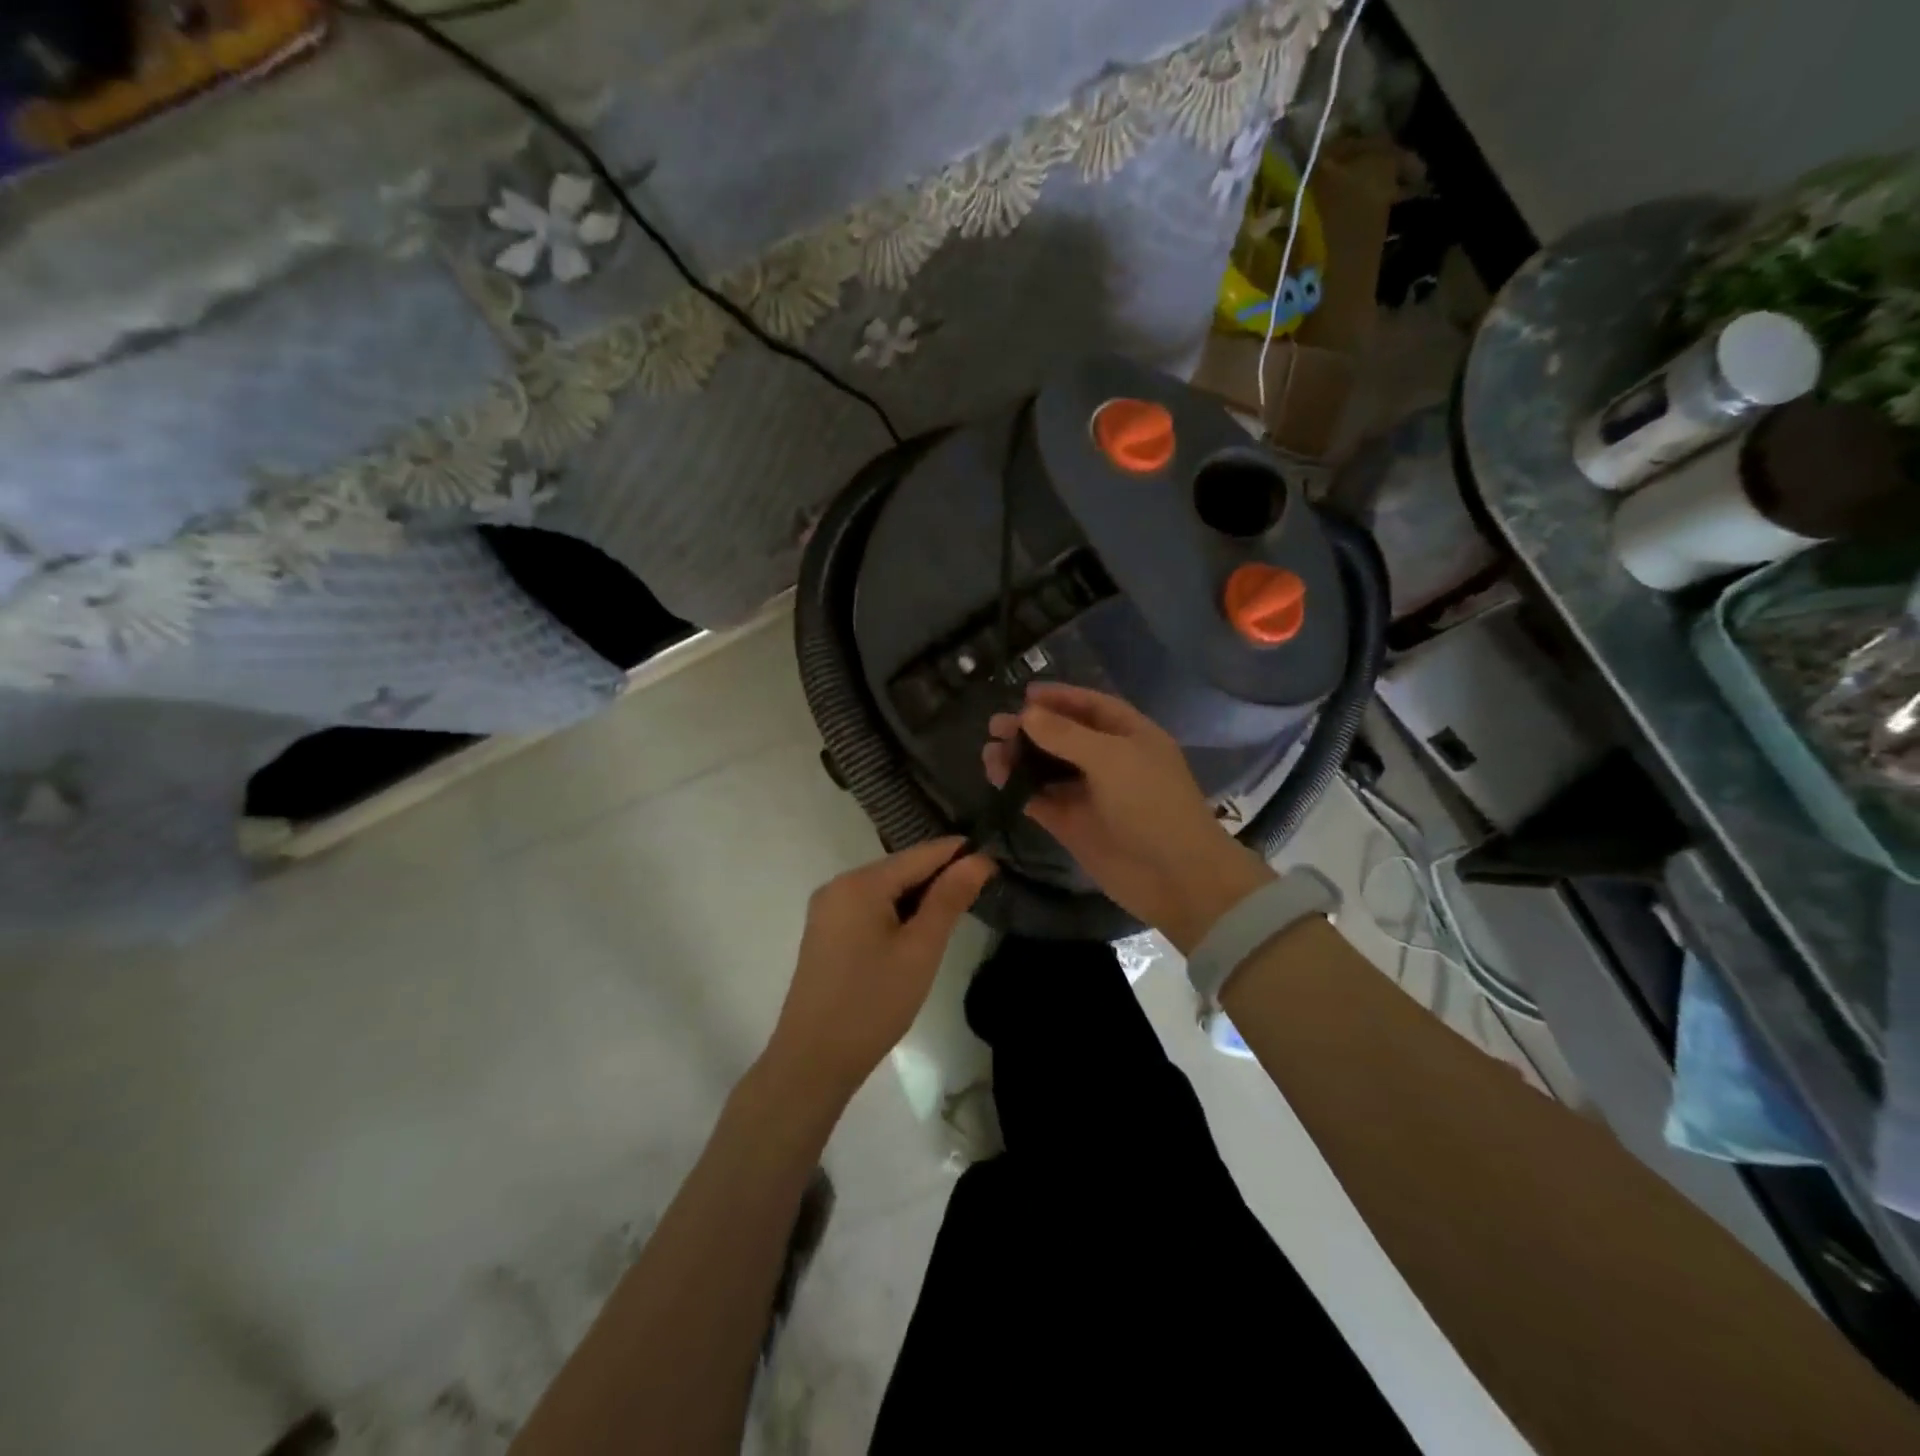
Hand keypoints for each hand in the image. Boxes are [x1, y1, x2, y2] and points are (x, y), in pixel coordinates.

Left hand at [761, 838, 994, 1105]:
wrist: (812, 1061)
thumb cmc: (873, 1003)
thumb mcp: (920, 950)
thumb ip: (950, 899)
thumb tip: (979, 859)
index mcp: (860, 883)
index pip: (920, 854)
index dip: (959, 854)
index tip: (996, 859)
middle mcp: (838, 885)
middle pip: (900, 869)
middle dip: (939, 877)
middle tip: (982, 890)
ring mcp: (828, 909)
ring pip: (885, 889)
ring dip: (919, 897)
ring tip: (957, 911)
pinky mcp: (825, 932)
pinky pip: (869, 908)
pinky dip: (896, 913)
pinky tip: (917, 931)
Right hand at [983, 682, 1272, 952]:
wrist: (1175, 876)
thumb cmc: (1152, 804)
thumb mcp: (1112, 758)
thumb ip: (1065, 735)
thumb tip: (1025, 714)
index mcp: (1130, 735)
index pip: (1091, 706)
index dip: (1059, 697)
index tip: (1024, 694)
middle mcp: (1109, 760)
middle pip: (1063, 736)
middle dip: (1031, 728)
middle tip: (996, 725)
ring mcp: (1089, 794)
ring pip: (1047, 768)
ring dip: (1020, 758)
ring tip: (989, 752)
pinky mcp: (1072, 824)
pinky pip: (1040, 799)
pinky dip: (1019, 788)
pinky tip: (997, 778)